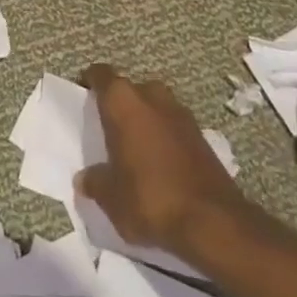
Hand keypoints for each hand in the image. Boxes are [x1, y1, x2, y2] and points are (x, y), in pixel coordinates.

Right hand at [75, 64, 249, 259]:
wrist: (213, 221)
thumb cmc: (149, 198)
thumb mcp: (111, 198)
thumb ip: (95, 182)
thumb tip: (86, 178)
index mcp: (123, 102)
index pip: (101, 75)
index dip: (90, 81)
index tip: (83, 93)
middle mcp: (152, 96)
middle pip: (130, 89)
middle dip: (120, 103)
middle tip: (109, 127)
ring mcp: (181, 114)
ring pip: (155, 105)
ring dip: (145, 119)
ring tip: (134, 146)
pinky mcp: (202, 135)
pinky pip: (173, 126)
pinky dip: (164, 136)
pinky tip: (160, 163)